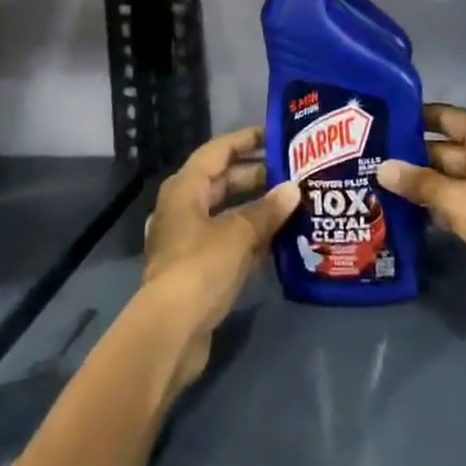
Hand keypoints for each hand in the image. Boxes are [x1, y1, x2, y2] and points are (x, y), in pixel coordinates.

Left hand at [142, 126, 299, 394]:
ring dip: (257, 209)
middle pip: (223, 181)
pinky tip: (279, 240)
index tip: (277, 135)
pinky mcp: (196, 268)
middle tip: (294, 173)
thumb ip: (268, 210)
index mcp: (185, 188)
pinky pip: (227, 241)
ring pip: (227, 213)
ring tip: (293, 204)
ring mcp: (188, 239)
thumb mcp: (239, 233)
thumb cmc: (201, 266)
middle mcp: (183, 207)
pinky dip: (250, 237)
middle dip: (257, 176)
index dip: (247, 139)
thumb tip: (293, 190)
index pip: (219, 150)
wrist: (171, 330)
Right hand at [378, 103, 465, 343]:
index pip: (448, 117)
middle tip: (363, 160)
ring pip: (447, 181)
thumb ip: (422, 184)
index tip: (377, 120)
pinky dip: (432, 209)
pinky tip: (398, 214)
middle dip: (408, 157)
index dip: (415, 116)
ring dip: (417, 186)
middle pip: (444, 150)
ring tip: (371, 186)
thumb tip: (382, 167)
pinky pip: (455, 207)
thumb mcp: (464, 203)